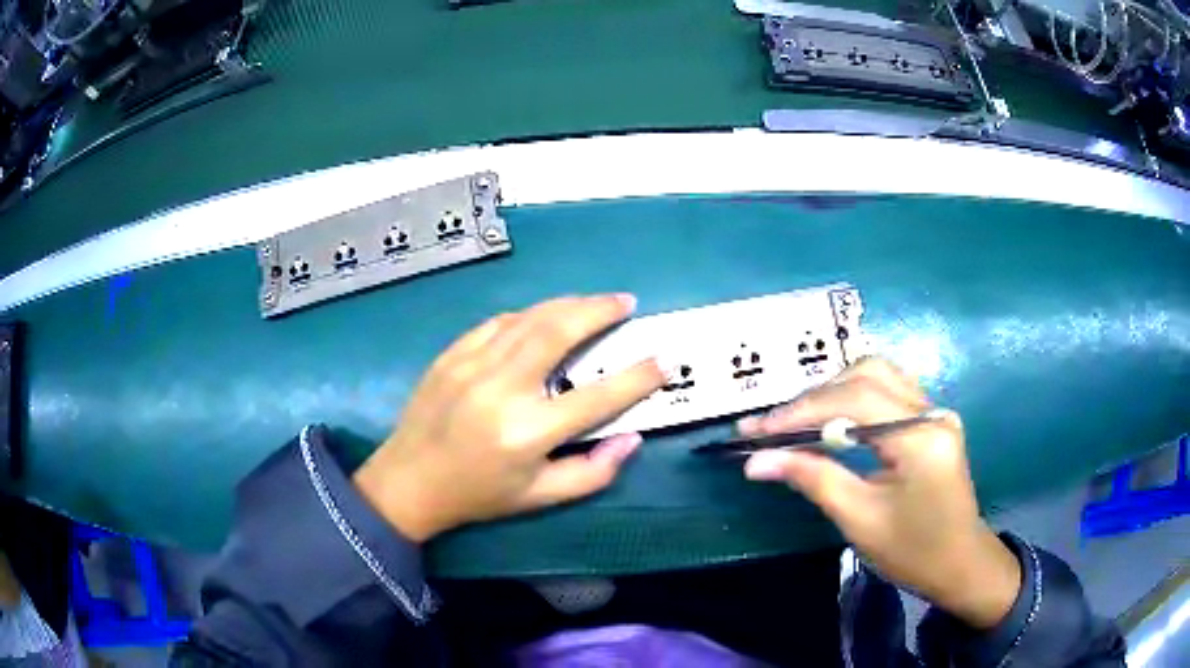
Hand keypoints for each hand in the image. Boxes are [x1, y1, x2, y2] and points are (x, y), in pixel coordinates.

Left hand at [355, 294, 664, 542]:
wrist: (408, 482)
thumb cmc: (478, 495)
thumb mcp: (539, 498)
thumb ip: (592, 473)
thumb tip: (631, 437)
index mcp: (528, 432)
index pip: (597, 397)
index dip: (637, 378)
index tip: (663, 360)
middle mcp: (502, 389)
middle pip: (559, 332)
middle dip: (599, 310)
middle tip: (626, 301)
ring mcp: (472, 365)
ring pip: (529, 318)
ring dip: (567, 304)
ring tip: (594, 302)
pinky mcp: (452, 354)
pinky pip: (498, 323)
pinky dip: (528, 315)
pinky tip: (543, 316)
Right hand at [738, 358, 1020, 629]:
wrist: (959, 564)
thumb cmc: (912, 551)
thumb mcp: (859, 519)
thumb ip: (812, 479)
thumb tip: (756, 461)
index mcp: (919, 437)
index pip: (852, 402)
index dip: (799, 412)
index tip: (754, 431)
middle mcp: (930, 411)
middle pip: (865, 376)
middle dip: (812, 399)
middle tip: (771, 427)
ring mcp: (934, 411)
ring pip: (877, 374)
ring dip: (833, 391)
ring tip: (797, 420)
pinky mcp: (931, 420)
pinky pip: (889, 390)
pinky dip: (853, 397)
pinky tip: (833, 417)